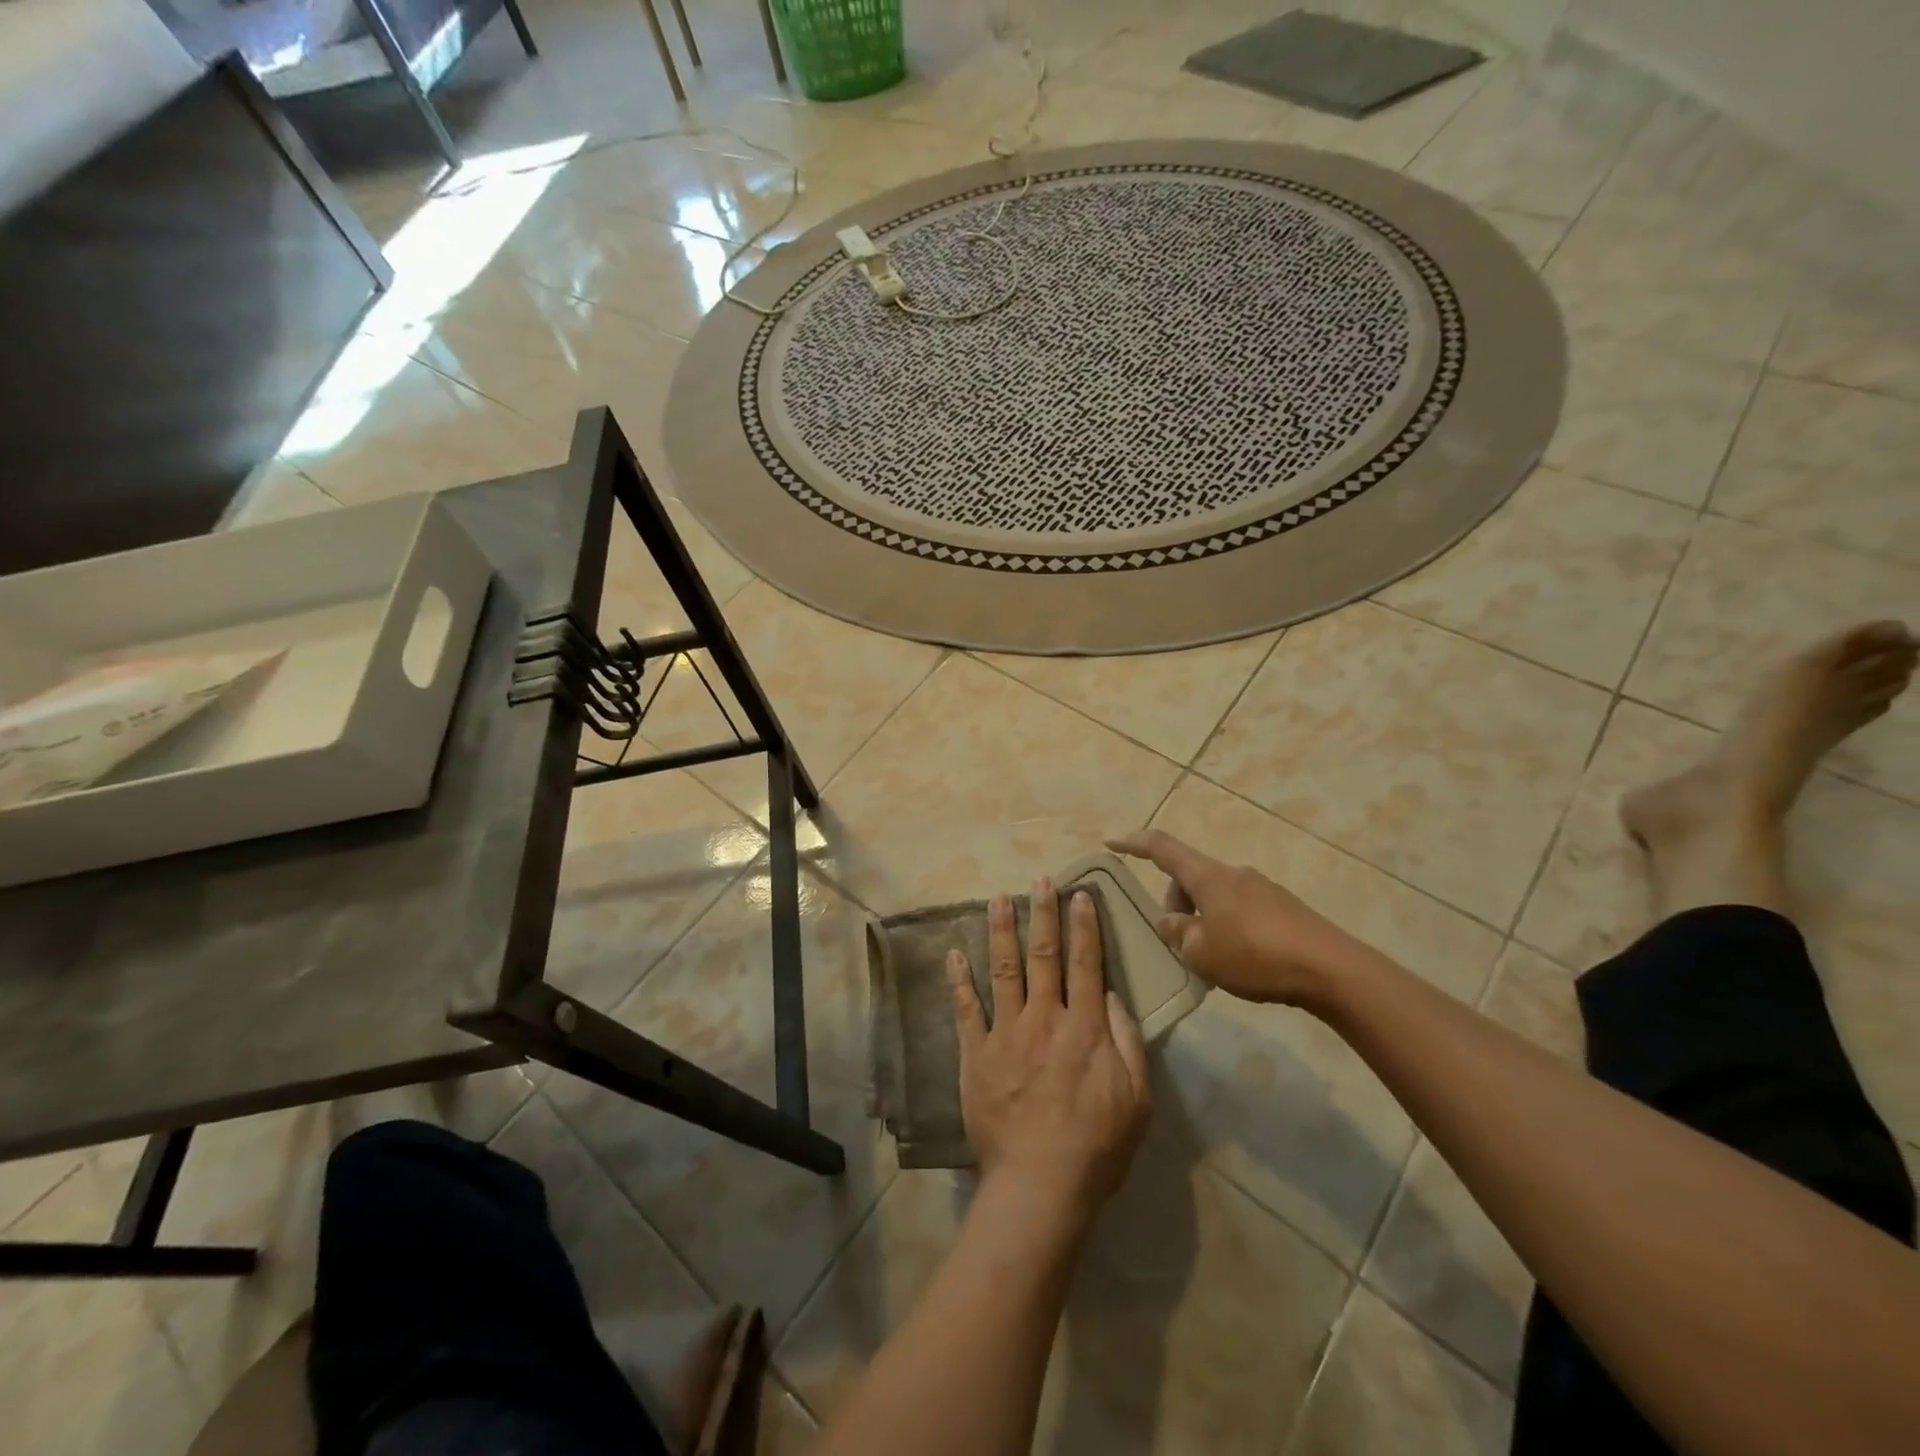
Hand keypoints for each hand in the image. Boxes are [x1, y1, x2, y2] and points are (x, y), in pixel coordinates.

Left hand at [947, 881, 1150, 1221]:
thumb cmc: (1096, 1146)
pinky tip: (953, 954)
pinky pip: (965, 1009)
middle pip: (1044, 956)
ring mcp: (1006, 1033)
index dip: (1084, 926)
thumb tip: (1110, 996)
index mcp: (1083, 1028)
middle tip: (1040, 881)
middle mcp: (1044, 1018)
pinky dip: (958, 980)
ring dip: (1000, 930)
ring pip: (1003, 970)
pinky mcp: (976, 1054)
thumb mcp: (1136, 1098)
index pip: (1085, 963)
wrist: (1040, 1185)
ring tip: (996, 897)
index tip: (1080, 895)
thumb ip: (1127, 1042)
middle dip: (1043, 914)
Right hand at [1107, 830, 1374, 1006]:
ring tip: (1211, 960)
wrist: (1329, 969)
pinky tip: (1240, 962)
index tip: (1111, 842)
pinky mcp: (1283, 908)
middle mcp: (1233, 874)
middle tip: (1177, 942)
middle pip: (1190, 878)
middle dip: (1175, 903)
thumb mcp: (1201, 952)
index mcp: (1208, 877)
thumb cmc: (1255, 955)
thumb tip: (1171, 921)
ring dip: (1203, 919)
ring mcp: (1262, 888)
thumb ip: (1177, 933)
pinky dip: (1228, 928)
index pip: (1162, 849)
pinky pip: (1241, 910)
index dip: (1134, 843)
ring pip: (1216, 896)